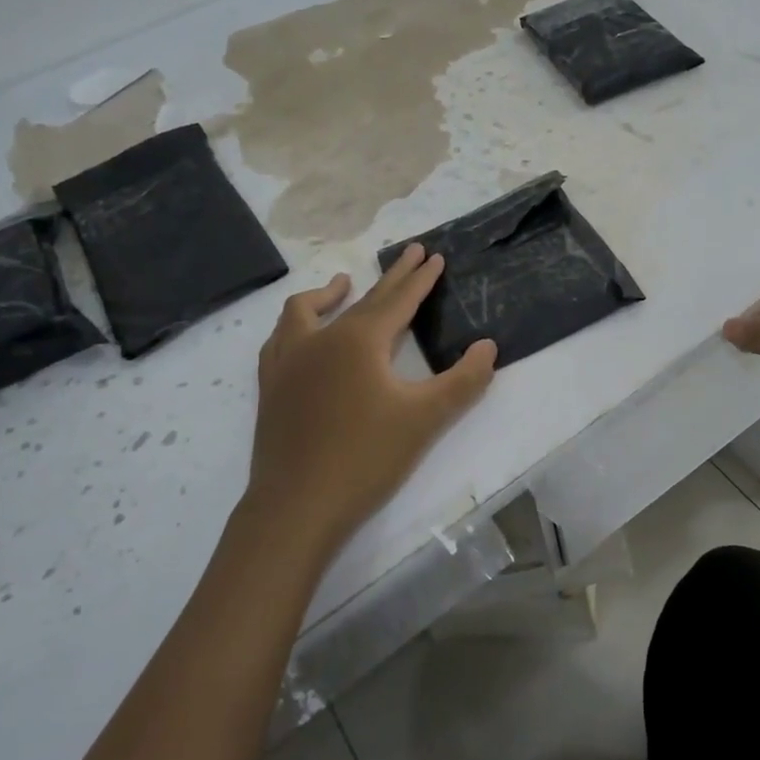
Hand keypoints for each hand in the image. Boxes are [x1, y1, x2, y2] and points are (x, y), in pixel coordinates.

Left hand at [239, 245, 496, 564]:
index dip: (420, 278)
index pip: (398, 300)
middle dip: (391, 276)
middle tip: (410, 253)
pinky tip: (301, 335)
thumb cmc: (366, 458)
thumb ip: (463, 380)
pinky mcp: (271, 386)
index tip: (434, 255)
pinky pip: (281, 339)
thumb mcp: (426, 419)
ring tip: (342, 285)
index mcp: (359, 341)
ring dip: (329, 294)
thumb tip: (488, 346)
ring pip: (306, 311)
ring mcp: (289, 361)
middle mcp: (321, 339)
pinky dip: (296, 324)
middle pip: (363, 299)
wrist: (297, 506)